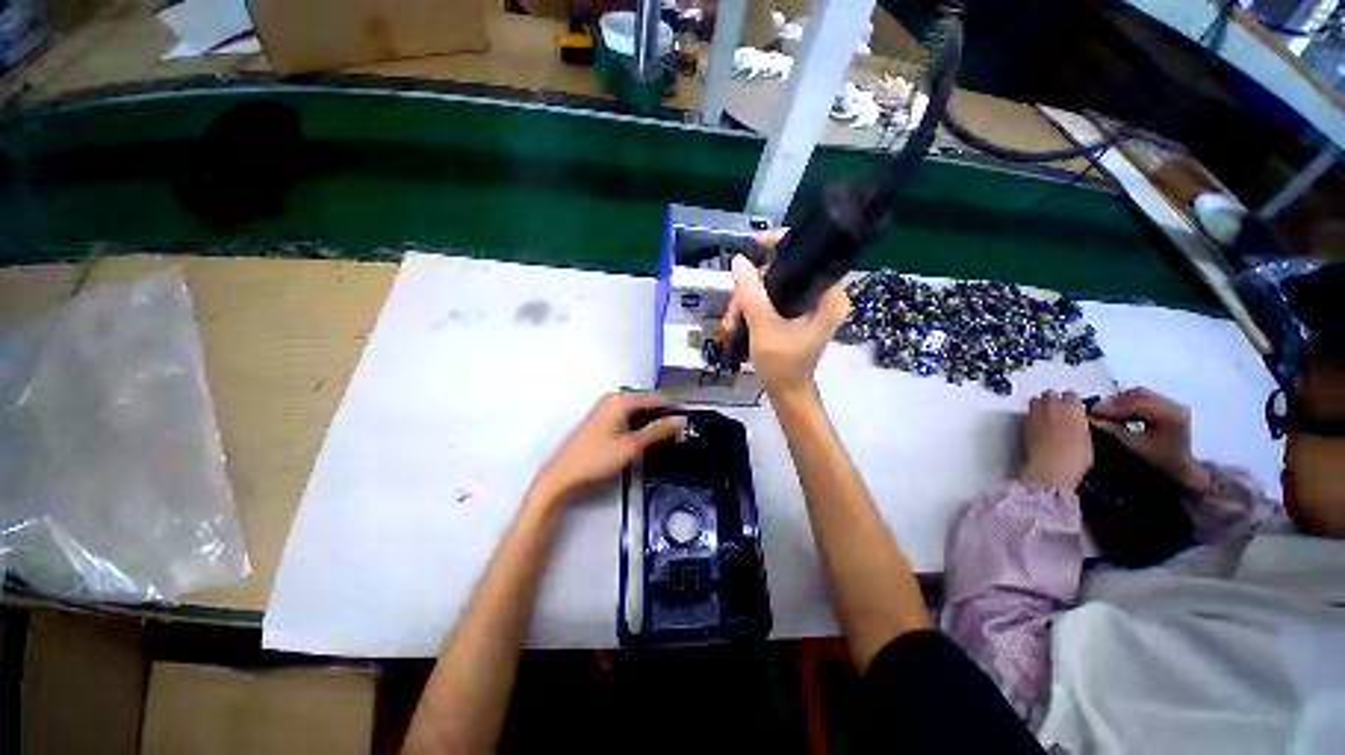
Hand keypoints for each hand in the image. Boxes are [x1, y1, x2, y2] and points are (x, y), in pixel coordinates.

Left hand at [529, 392, 686, 503]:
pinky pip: (628, 417)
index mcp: (620, 400)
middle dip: (662, 416)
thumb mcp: (631, 446)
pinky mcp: (601, 421)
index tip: (689, 422)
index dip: (673, 408)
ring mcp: (605, 410)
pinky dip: (639, 426)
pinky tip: (645, 440)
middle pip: (646, 403)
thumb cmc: (597, 459)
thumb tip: (681, 419)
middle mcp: (613, 399)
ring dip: (651, 422)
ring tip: (666, 438)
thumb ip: (657, 430)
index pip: (656, 398)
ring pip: (637, 411)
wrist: (561, 477)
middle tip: (679, 433)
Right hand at [724, 252, 849, 400]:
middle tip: (734, 307)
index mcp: (830, 297)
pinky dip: (755, 306)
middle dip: (754, 287)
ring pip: (776, 286)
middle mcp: (825, 297)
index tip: (757, 245)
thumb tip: (738, 260)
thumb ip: (751, 293)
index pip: (812, 255)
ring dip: (749, 300)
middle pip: (788, 271)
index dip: (784, 244)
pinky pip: (774, 299)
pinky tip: (739, 320)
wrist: (786, 393)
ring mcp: (811, 307)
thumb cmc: (782, 363)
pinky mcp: (799, 316)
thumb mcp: (764, 326)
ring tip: (732, 321)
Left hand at [1020, 390, 1093, 490]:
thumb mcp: (1087, 439)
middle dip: (1052, 400)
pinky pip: (1026, 413)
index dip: (1070, 402)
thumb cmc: (1076, 458)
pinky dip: (1030, 416)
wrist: (1049, 467)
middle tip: (1055, 411)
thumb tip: (1076, 422)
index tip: (1071, 409)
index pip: (1070, 395)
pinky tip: (1033, 426)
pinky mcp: (1021, 422)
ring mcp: (1034, 413)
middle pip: (1050, 394)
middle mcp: (1052, 406)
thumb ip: (1079, 425)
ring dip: (1039, 405)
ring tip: (1042, 416)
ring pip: (1035, 400)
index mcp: (1073, 409)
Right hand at [1090, 387, 1210, 493]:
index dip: (1111, 406)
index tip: (1091, 411)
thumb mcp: (1133, 445)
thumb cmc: (1157, 459)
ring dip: (1120, 400)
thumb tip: (1089, 417)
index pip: (1136, 404)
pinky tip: (1118, 410)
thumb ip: (1112, 429)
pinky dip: (1128, 401)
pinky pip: (1144, 397)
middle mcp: (1174, 405)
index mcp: (1170, 415)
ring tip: (1105, 410)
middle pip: (1139, 394)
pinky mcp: (1169, 404)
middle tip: (1096, 409)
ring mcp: (1173, 403)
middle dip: (1115, 401)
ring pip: (1140, 393)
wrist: (1180, 467)